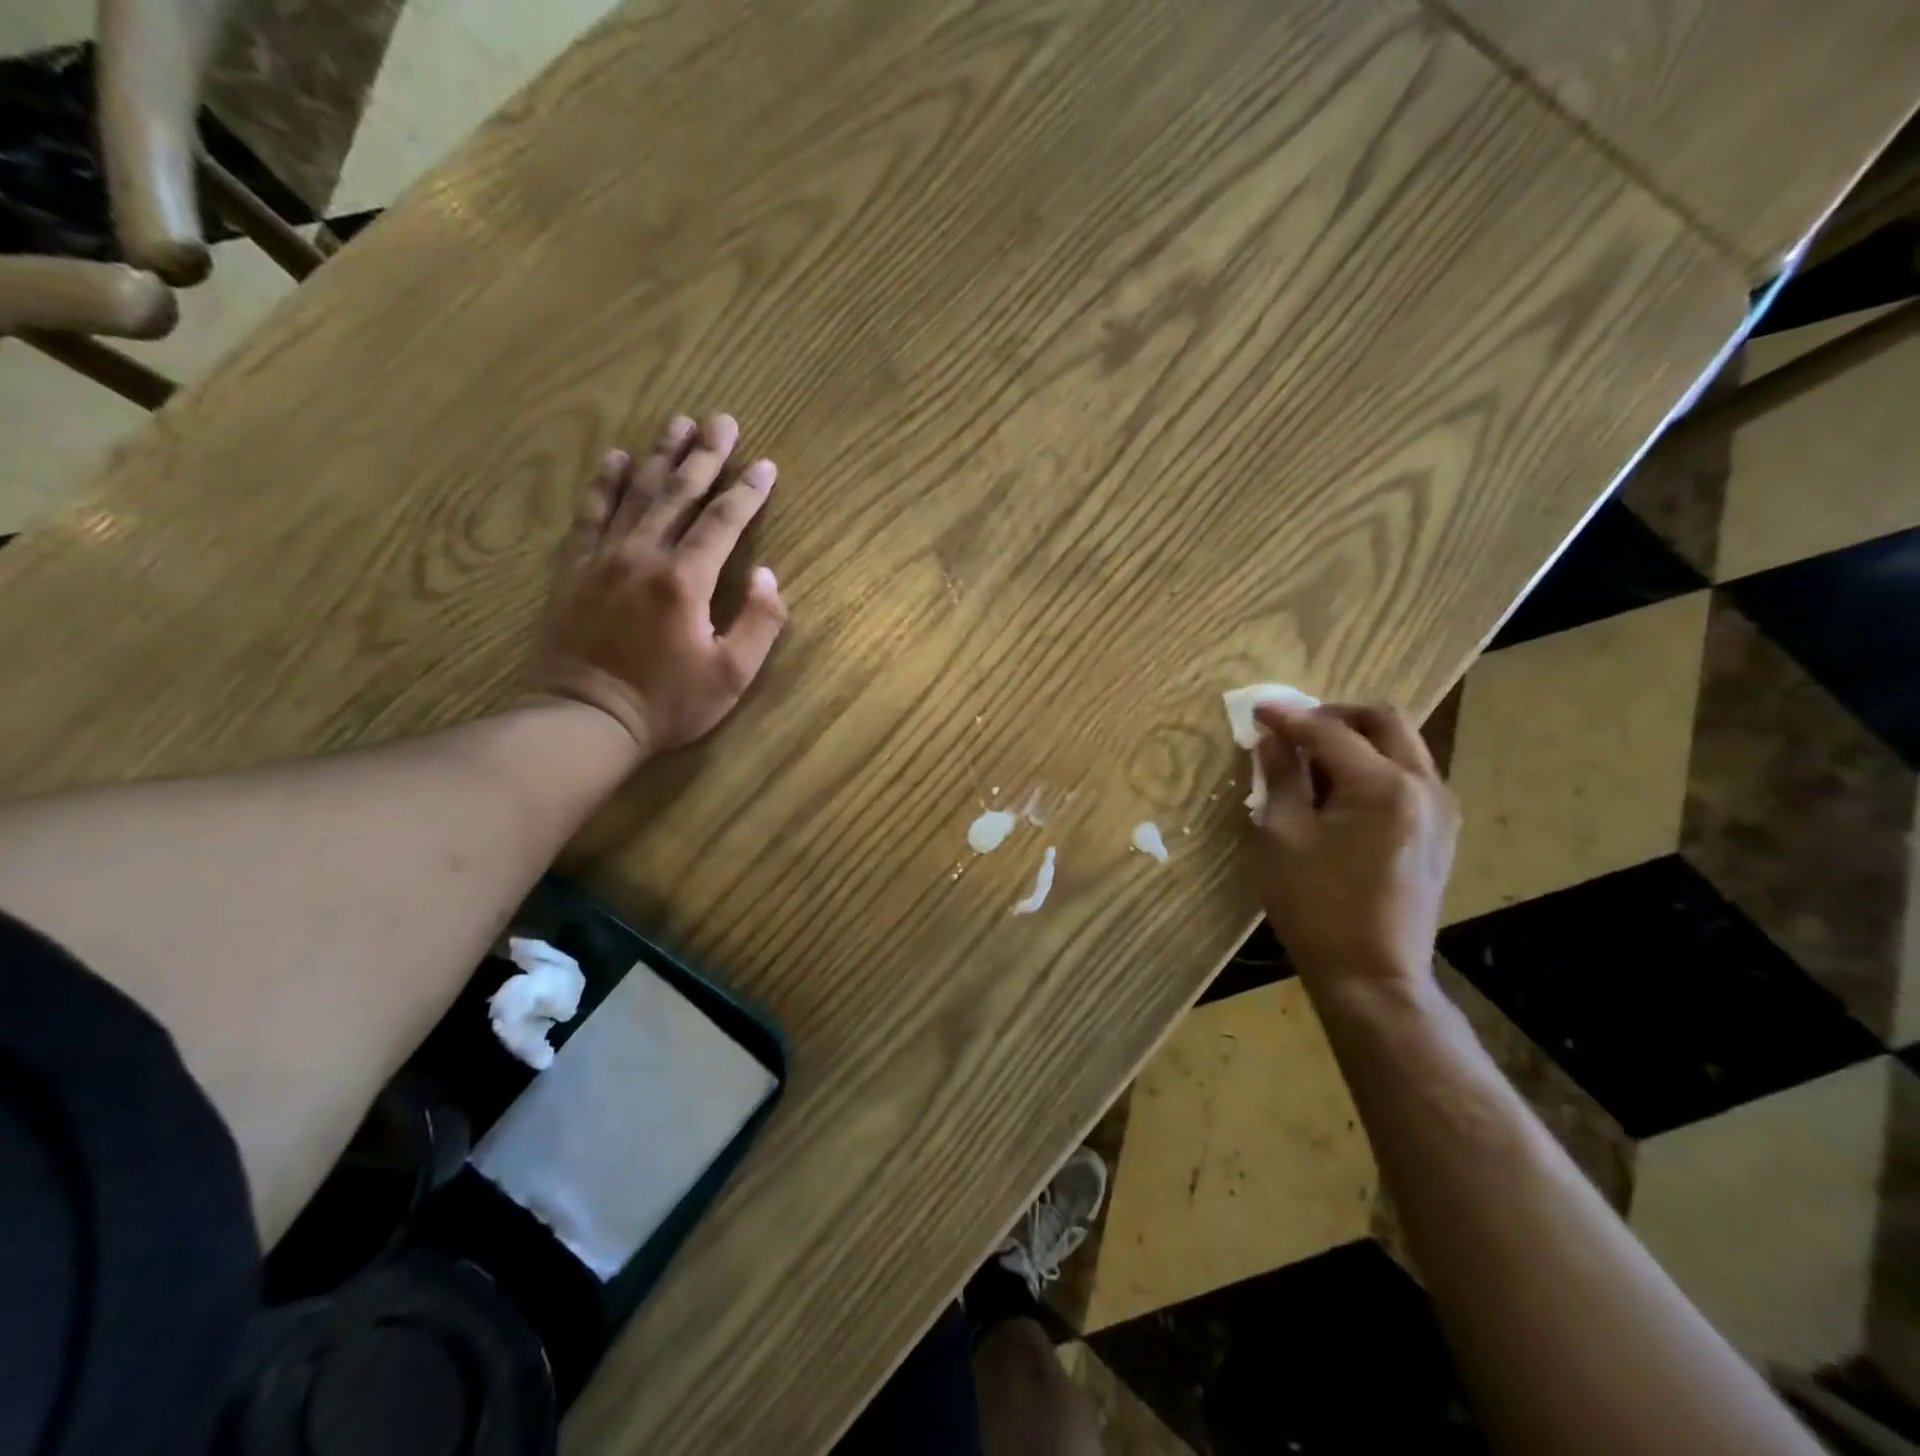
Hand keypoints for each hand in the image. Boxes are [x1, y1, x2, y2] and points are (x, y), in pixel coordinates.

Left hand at [527, 413, 787, 757]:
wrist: (584, 719)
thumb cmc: (667, 703)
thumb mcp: (731, 676)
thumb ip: (758, 623)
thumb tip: (767, 575)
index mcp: (685, 581)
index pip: (723, 522)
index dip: (748, 491)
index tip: (766, 465)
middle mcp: (643, 555)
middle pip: (678, 493)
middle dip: (705, 455)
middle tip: (722, 420)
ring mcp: (603, 557)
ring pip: (636, 493)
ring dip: (660, 455)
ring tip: (677, 423)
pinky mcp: (574, 568)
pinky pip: (590, 513)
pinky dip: (604, 483)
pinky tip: (616, 458)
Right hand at [1245, 701, 1457, 990]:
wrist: (1372, 974)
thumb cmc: (1316, 906)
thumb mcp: (1281, 837)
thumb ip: (1280, 778)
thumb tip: (1273, 740)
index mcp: (1382, 785)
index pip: (1330, 730)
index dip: (1289, 717)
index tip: (1258, 710)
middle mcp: (1423, 785)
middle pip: (1384, 720)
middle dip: (1335, 715)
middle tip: (1294, 727)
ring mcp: (1440, 809)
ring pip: (1403, 745)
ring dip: (1357, 738)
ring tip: (1313, 759)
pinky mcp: (1440, 831)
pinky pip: (1409, 775)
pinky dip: (1374, 765)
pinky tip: (1340, 791)